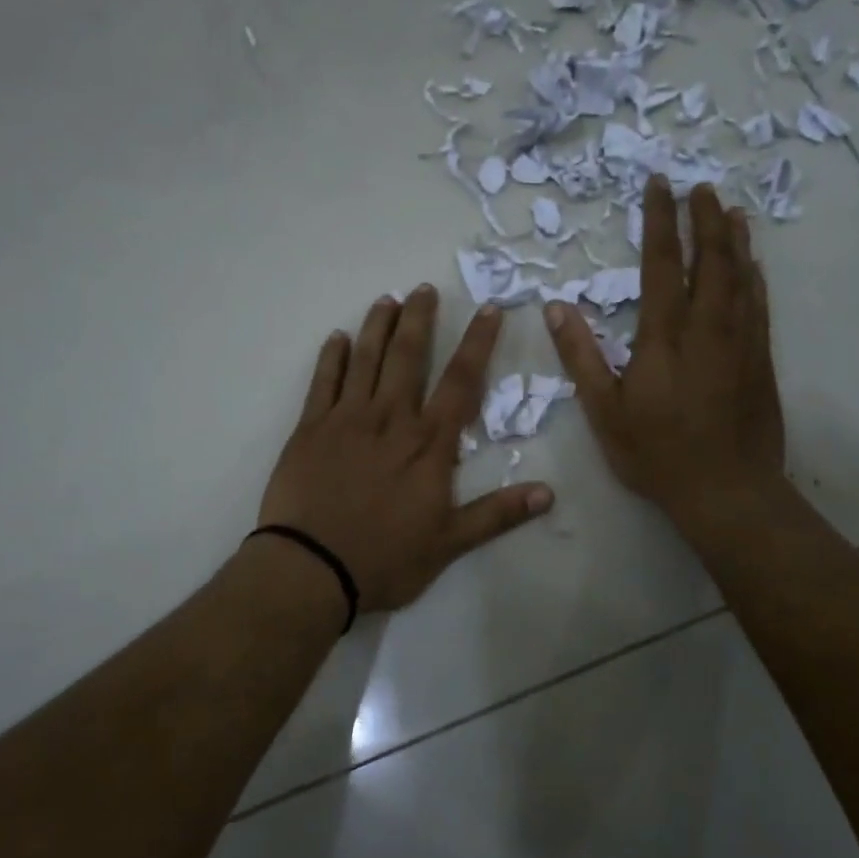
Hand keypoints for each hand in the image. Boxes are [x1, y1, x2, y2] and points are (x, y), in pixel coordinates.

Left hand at [259, 286, 553, 614]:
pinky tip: (337, 338)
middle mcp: (390, 419)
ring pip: (365, 359)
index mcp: (428, 444)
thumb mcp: (449, 543)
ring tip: (386, 299)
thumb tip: (548, 493)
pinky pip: (323, 381)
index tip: (488, 309)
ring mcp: (346, 419)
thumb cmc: (385, 558)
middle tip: (424, 288)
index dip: (478, 343)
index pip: (461, 382)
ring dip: (377, 326)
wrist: (311, 568)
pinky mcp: (310, 428)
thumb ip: (497, 514)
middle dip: (420, 319)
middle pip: (409, 356)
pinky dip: (331, 357)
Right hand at [544, 178, 786, 538]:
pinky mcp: (761, 360)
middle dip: (704, 219)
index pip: (663, 264)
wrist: (725, 490)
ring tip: (730, 211)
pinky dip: (755, 278)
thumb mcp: (604, 411)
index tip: (660, 185)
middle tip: (700, 187)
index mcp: (664, 336)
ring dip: (734, 240)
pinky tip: (754, 266)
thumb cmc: (656, 453)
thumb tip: (556, 308)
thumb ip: (581, 357)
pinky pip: (760, 306)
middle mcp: (707, 328)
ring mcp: (741, 342)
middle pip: (710, 259)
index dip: (661, 221)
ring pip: (741, 276)